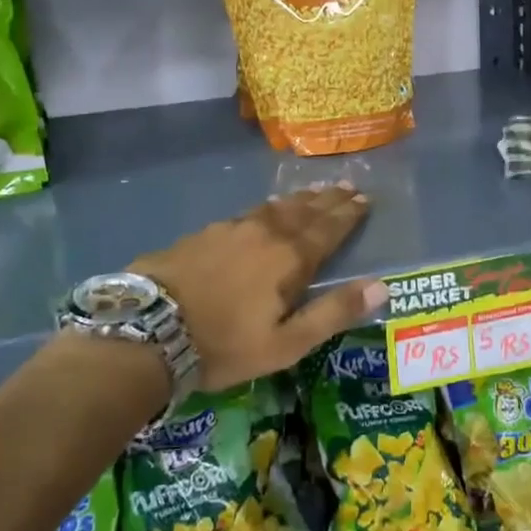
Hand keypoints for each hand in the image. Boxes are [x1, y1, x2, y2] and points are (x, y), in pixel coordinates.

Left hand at [130, 183, 385, 393]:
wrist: (148, 329)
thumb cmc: (224, 344)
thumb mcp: (287, 343)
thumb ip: (334, 312)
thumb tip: (382, 286)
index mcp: (290, 258)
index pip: (329, 228)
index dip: (348, 213)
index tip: (364, 198)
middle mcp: (265, 233)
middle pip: (304, 210)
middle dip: (328, 199)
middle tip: (346, 186)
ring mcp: (231, 229)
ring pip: (274, 207)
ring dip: (299, 199)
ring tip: (313, 192)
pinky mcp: (203, 233)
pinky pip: (247, 212)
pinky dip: (267, 207)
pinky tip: (264, 209)